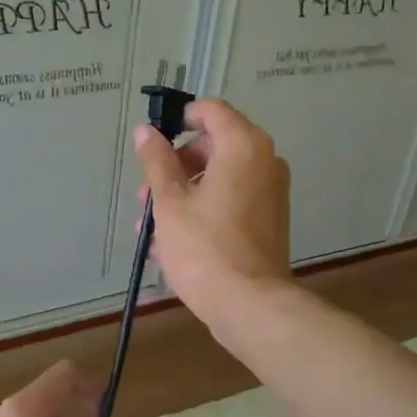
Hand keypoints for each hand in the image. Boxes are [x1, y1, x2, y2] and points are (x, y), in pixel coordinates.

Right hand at [132, 98, 292, 337]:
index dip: (179, 119)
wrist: (249, 305)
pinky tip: (172, 242)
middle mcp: (265, 161)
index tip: (154, 144)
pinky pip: (231, 200)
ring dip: (183, 194)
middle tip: (146, 197)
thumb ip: (157, 161)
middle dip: (175, 167)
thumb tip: (146, 131)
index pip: (211, 111)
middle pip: (213, 146)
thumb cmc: (204, 248)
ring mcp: (270, 192)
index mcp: (243, 147)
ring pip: (219, 177)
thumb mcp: (169, 203)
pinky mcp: (269, 220)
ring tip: (151, 228)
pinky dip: (203, 210)